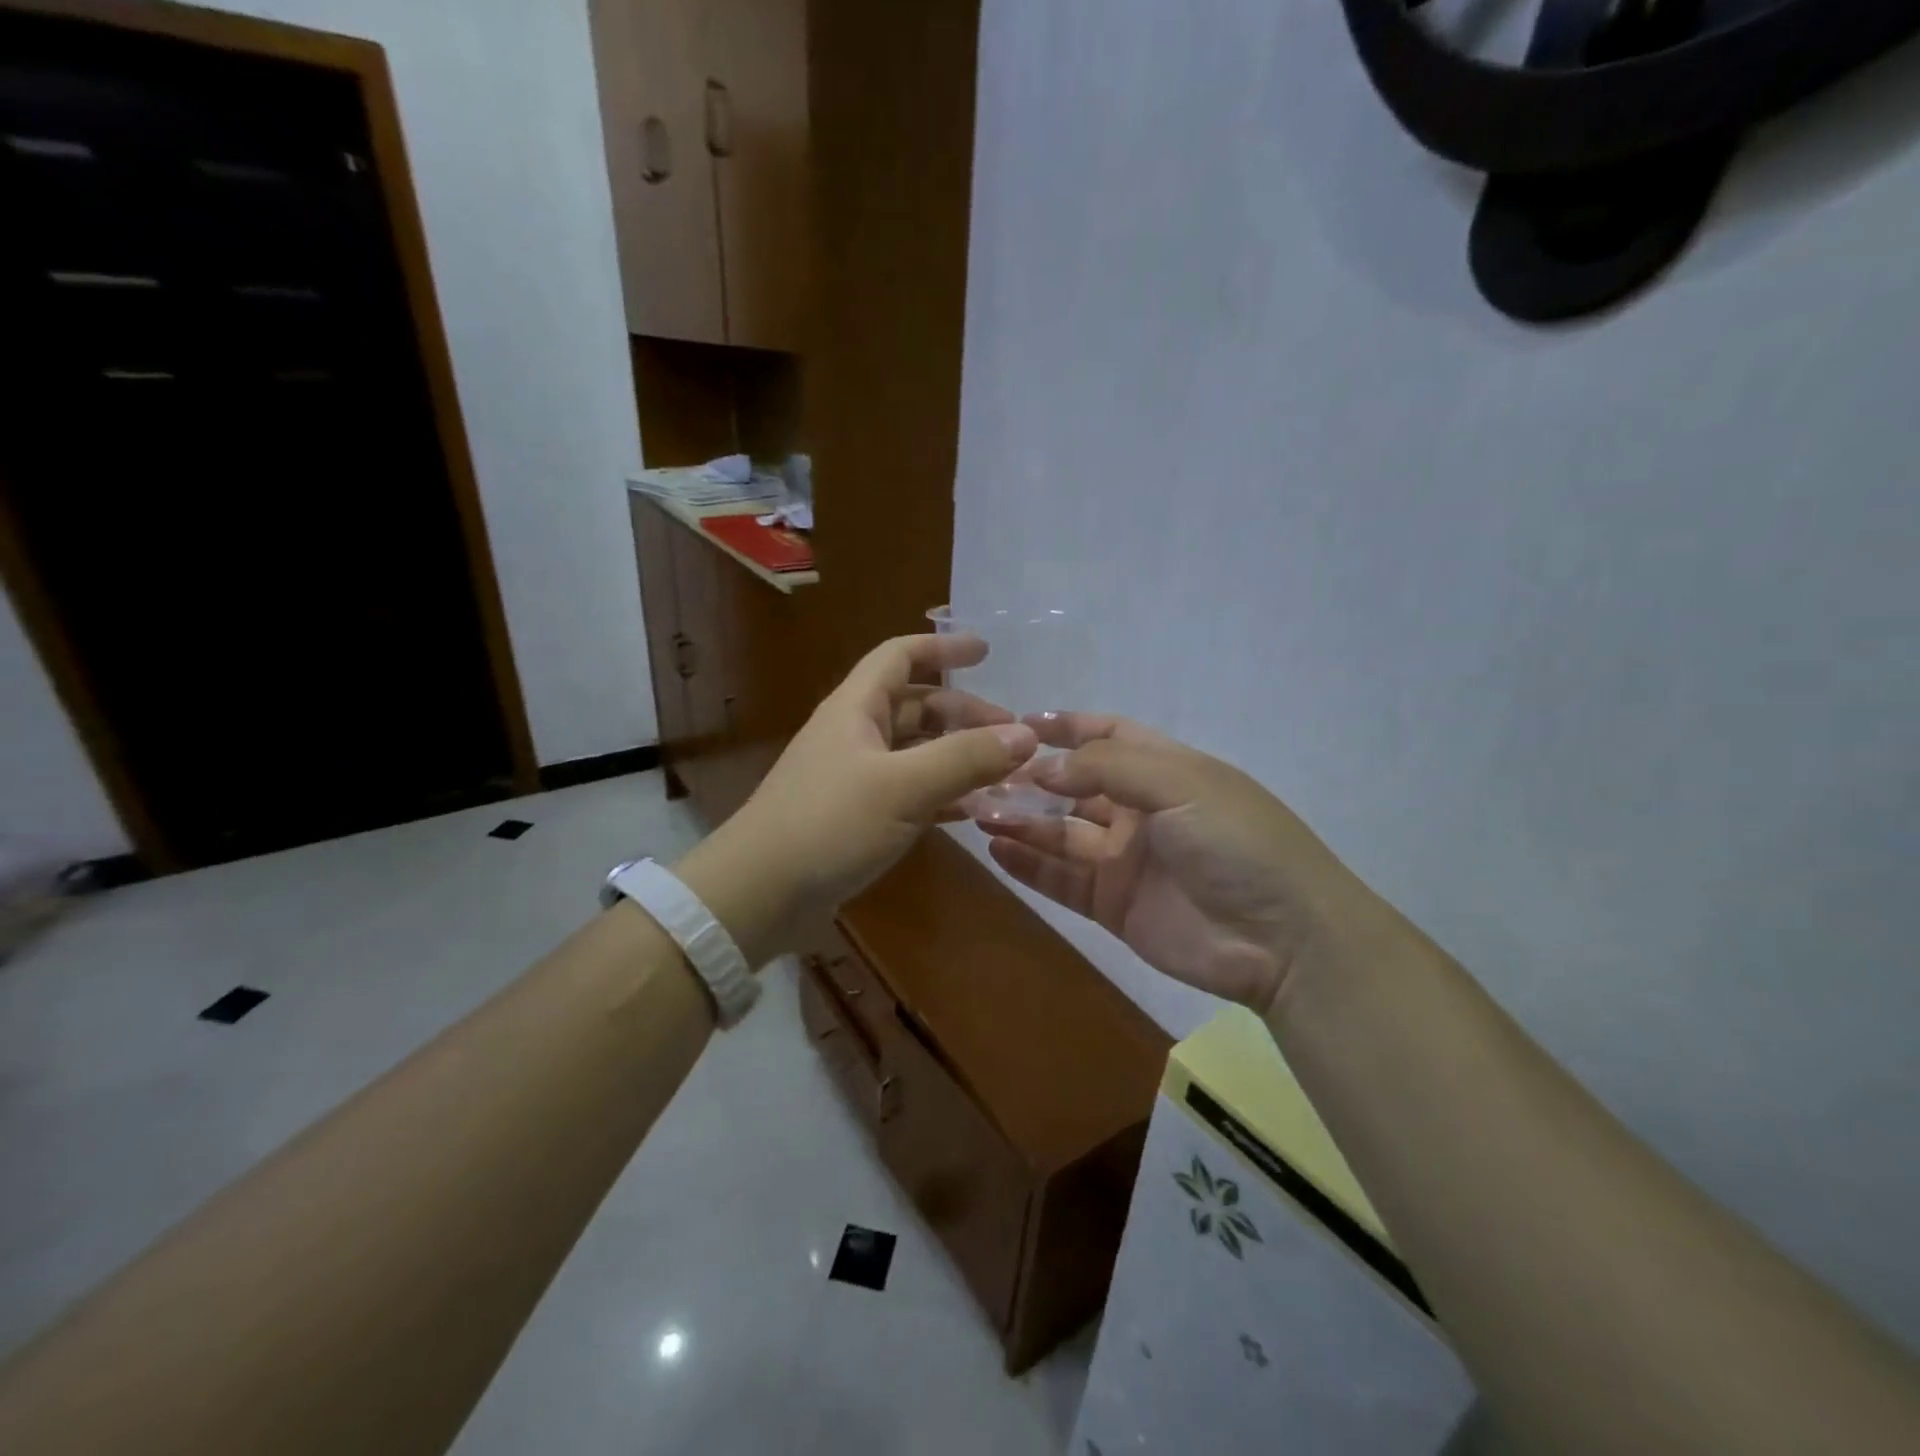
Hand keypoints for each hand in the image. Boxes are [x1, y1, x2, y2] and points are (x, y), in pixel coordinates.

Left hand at [684, 634, 1037, 953]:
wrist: (758, 894)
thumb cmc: (829, 824)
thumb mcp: (904, 786)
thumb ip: (966, 758)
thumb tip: (1027, 735)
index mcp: (856, 708)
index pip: (901, 656)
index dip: (943, 647)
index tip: (987, 653)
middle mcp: (854, 734)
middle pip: (916, 706)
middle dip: (964, 714)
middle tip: (1011, 736)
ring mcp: (854, 777)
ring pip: (915, 752)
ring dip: (957, 756)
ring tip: (1004, 774)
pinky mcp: (856, 817)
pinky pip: (909, 792)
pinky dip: (942, 794)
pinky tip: (973, 811)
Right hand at [979, 714, 1376, 1012]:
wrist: (1281, 940)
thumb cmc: (1235, 842)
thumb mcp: (1179, 783)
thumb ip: (1106, 767)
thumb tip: (1042, 766)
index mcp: (1165, 771)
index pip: (1109, 736)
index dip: (1068, 728)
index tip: (1020, 724)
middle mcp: (1140, 811)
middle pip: (1074, 787)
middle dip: (1030, 780)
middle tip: (980, 776)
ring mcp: (1124, 860)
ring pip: (1060, 834)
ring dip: (1020, 821)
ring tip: (976, 812)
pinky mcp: (1113, 904)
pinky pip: (1061, 880)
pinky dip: (1028, 865)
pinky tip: (995, 850)